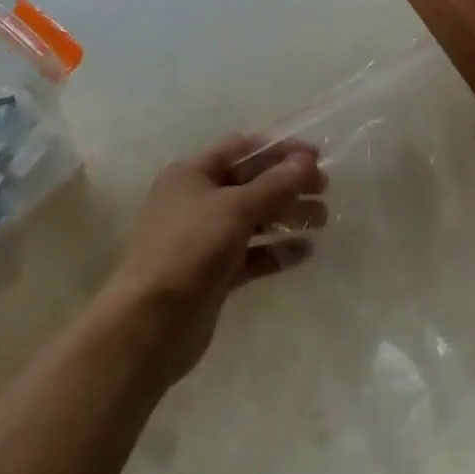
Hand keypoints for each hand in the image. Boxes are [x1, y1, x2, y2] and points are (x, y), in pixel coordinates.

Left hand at [104, 133, 326, 383]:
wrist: (150, 324)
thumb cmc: (189, 249)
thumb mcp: (235, 209)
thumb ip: (275, 184)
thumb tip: (307, 160)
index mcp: (192, 174)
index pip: (242, 149)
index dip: (279, 150)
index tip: (316, 157)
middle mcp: (197, 201)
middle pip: (250, 184)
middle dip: (288, 184)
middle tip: (324, 190)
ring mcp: (205, 239)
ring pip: (254, 220)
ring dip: (287, 216)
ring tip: (322, 220)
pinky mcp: (214, 274)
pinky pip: (251, 255)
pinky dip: (276, 251)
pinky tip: (304, 252)